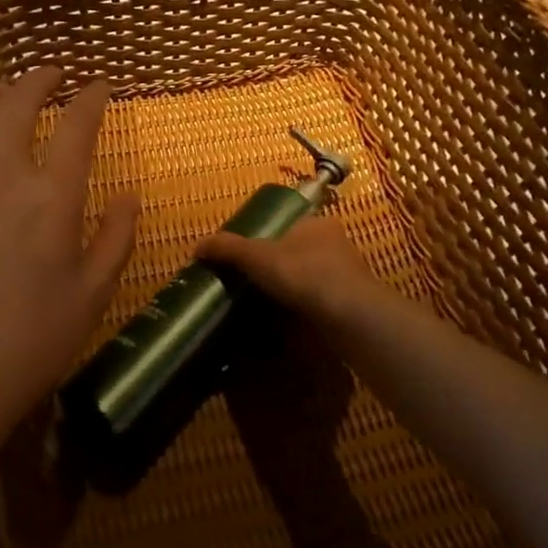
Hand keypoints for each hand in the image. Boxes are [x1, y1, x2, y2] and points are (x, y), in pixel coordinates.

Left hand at [0, 67, 138, 449]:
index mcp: (52, 200)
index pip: (77, 126)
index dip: (92, 98)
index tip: (101, 87)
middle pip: (18, 104)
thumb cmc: (34, 339)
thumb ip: (117, 237)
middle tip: (54, 74)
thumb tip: (129, 194)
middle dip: (39, 79)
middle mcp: (1, 178)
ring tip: (9, 92)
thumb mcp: (94, 293)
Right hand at [198, 216, 381, 323]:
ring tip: (264, 305)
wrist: (349, 315)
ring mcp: (346, 275)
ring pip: (310, 278)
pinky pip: (319, 302)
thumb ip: (228, 249)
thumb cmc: (304, 273)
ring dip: (291, 290)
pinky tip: (286, 323)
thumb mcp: (257, 256)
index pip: (288, 224)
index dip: (266, 238)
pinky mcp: (350, 303)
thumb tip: (197, 246)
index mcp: (317, 224)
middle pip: (298, 252)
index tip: (248, 257)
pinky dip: (302, 310)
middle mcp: (336, 244)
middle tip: (251, 283)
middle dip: (278, 267)